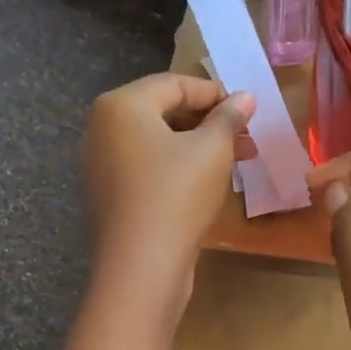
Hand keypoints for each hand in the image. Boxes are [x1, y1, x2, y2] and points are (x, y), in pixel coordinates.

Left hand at [82, 73, 255, 313]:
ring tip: (237, 161)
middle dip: (210, 123)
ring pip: (158, 142)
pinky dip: (177, 167)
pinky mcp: (109, 194)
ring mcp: (101, 163)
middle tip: (247, 140)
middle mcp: (102, 128)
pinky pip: (147, 168)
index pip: (176, 83)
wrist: (142, 265)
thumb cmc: (177, 194)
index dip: (217, 94)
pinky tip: (207, 182)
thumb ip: (229, 117)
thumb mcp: (212, 150)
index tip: (249, 111)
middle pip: (164, 111)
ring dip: (198, 146)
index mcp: (121, 105)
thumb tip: (245, 97)